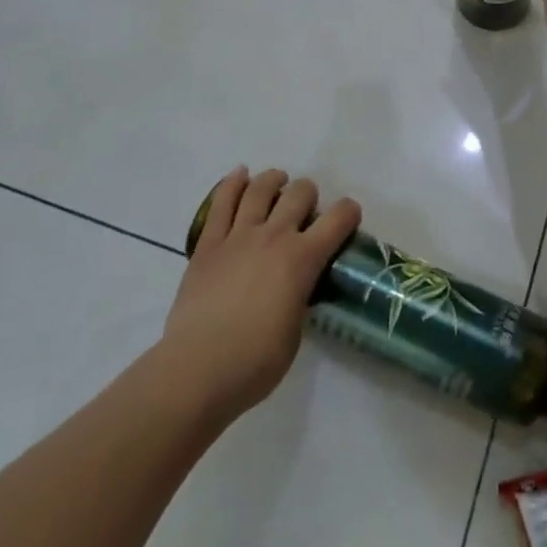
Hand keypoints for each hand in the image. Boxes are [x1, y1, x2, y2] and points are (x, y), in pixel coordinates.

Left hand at [161, 168, 360, 421]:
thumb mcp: (295, 332)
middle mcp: (274, 237)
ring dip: (274, 181)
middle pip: (299, 193)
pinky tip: (239, 175)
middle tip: (305, 210)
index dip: (349, 212)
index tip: (348, 218)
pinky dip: (232, 183)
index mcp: (302, 259)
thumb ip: (300, 297)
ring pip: (260, 189)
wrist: (197, 371)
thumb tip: (296, 287)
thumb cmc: (255, 363)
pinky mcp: (208, 245)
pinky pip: (221, 203)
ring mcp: (238, 236)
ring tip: (277, 182)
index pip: (338, 219)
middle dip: (308, 195)